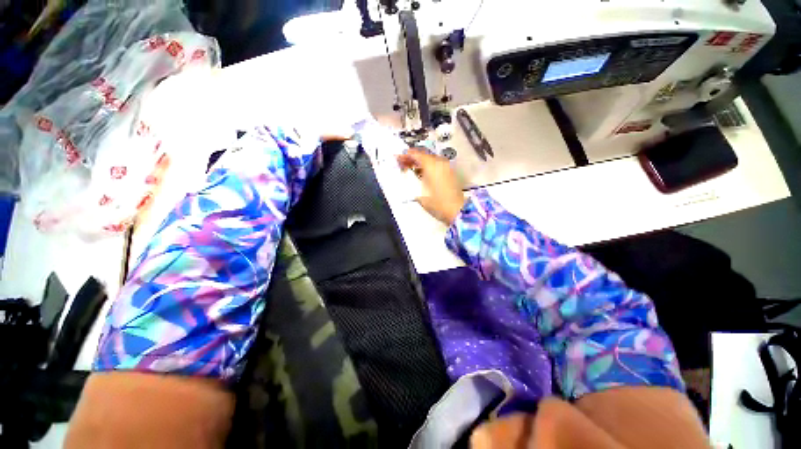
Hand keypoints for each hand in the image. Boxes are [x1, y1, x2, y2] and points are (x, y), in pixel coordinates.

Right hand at [397, 148, 466, 225]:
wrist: (457, 211)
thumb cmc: (437, 203)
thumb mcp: (420, 193)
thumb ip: (412, 181)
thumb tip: (407, 174)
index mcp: (432, 165)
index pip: (416, 154)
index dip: (405, 155)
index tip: (397, 158)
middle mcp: (440, 162)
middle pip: (423, 155)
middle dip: (412, 158)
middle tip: (402, 163)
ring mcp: (446, 167)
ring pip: (430, 160)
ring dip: (419, 162)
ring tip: (409, 169)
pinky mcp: (449, 173)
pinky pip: (435, 165)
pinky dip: (427, 167)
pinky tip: (420, 174)